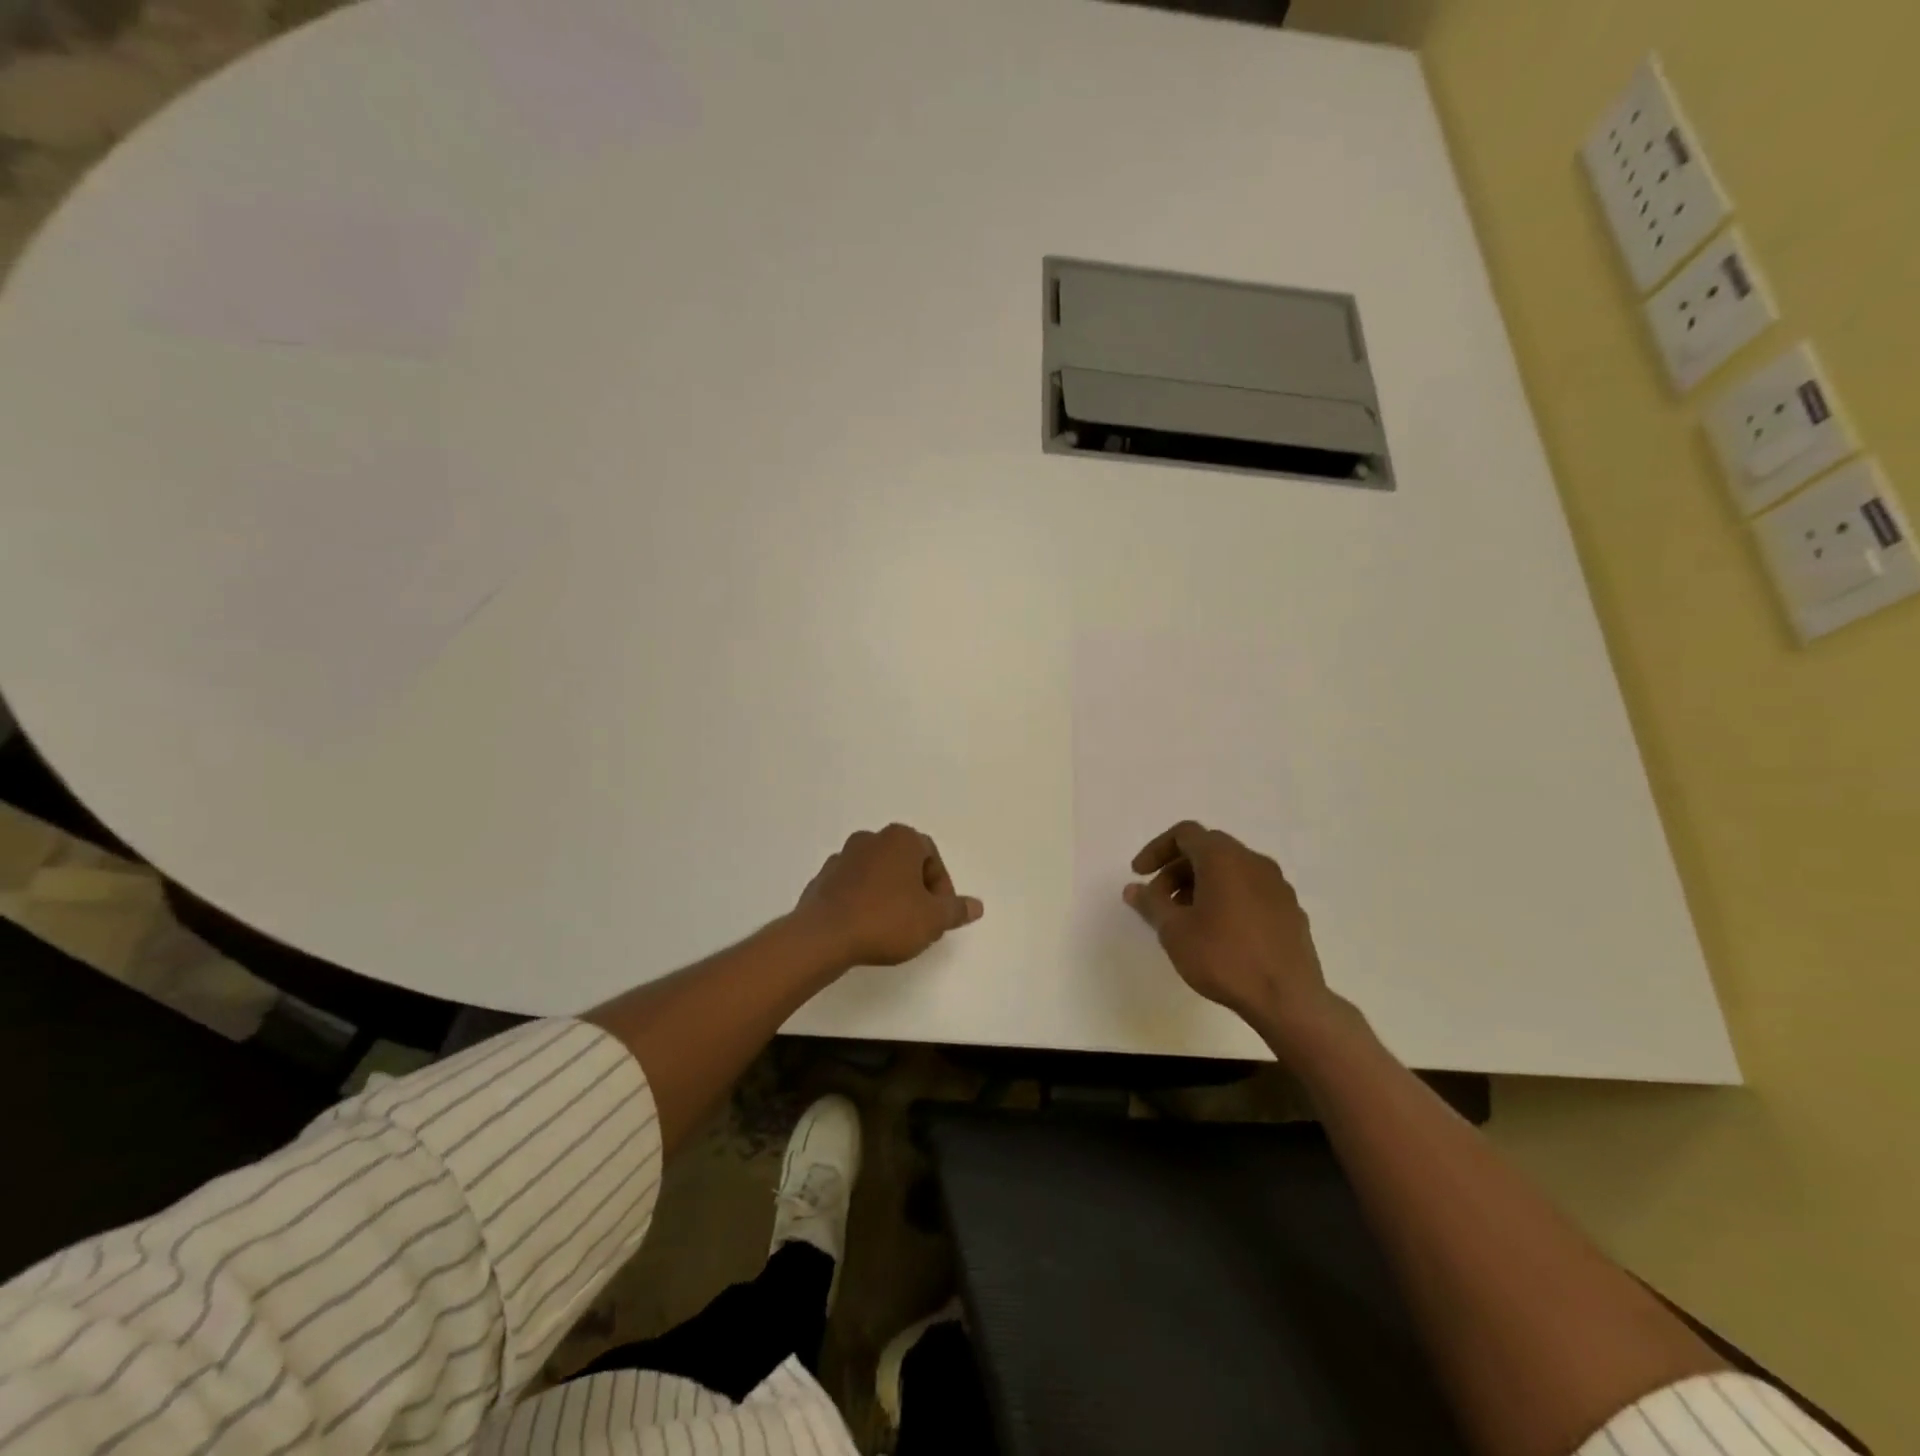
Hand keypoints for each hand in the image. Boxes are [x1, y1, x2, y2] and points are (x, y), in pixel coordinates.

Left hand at [793, 823, 983, 968]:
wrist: (824, 935)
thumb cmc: (886, 919)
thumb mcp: (932, 919)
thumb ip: (956, 910)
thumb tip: (976, 906)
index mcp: (901, 839)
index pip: (932, 856)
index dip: (941, 888)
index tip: (939, 916)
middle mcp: (871, 839)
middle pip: (904, 863)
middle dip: (916, 890)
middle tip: (920, 922)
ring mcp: (842, 857)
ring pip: (877, 873)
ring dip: (889, 894)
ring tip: (893, 928)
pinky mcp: (822, 879)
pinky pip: (852, 887)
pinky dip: (863, 901)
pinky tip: (865, 928)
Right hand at [1124, 820, 1338, 1043]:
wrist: (1288, 1000)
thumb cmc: (1224, 958)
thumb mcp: (1174, 931)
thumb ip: (1150, 903)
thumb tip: (1133, 888)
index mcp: (1223, 858)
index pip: (1184, 834)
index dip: (1156, 849)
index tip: (1140, 875)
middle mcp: (1253, 861)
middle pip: (1208, 850)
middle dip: (1177, 870)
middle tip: (1159, 901)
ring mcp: (1277, 885)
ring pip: (1231, 870)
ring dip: (1202, 884)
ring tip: (1187, 919)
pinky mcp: (1291, 910)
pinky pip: (1251, 890)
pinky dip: (1228, 898)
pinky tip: (1220, 932)